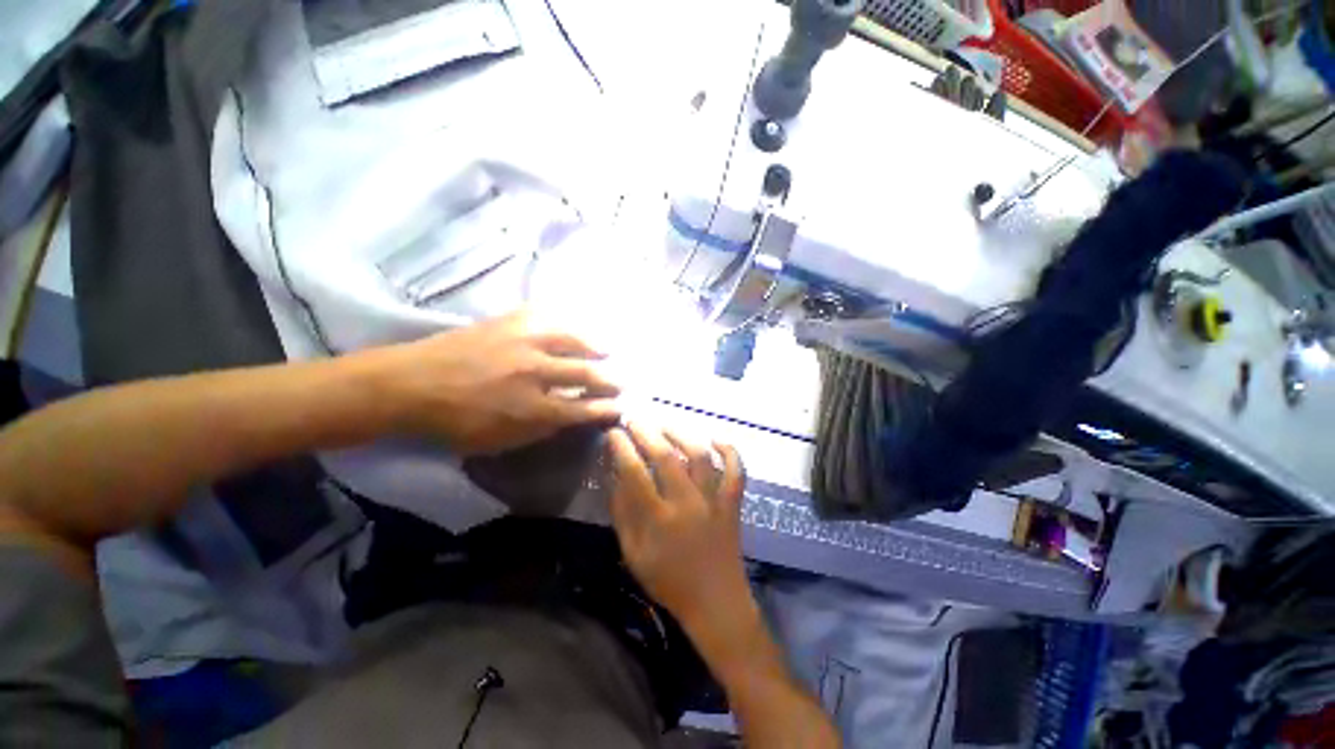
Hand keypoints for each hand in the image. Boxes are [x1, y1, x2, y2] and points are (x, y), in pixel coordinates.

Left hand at [381, 310, 621, 454]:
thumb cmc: (455, 421)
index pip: (583, 409)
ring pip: (575, 340)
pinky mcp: (511, 321)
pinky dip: (569, 323)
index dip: (606, 408)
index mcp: (532, 408)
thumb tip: (570, 418)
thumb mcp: (500, 441)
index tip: (620, 407)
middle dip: (611, 379)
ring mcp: (524, 342)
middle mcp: (535, 373)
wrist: (411, 383)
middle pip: (587, 373)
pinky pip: (550, 317)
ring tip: (607, 350)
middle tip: (623, 381)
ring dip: (596, 346)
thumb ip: (540, 430)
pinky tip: (576, 326)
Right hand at [607, 422, 748, 628]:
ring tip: (665, 424)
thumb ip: (622, 513)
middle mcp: (687, 503)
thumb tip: (615, 476)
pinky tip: (716, 439)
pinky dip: (730, 452)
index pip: (635, 473)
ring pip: (700, 456)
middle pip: (666, 457)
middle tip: (634, 419)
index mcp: (658, 520)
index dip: (622, 448)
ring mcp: (714, 501)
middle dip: (646, 432)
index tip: (613, 433)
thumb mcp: (633, 554)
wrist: (716, 603)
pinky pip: (736, 472)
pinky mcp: (733, 503)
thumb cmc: (668, 582)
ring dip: (682, 434)